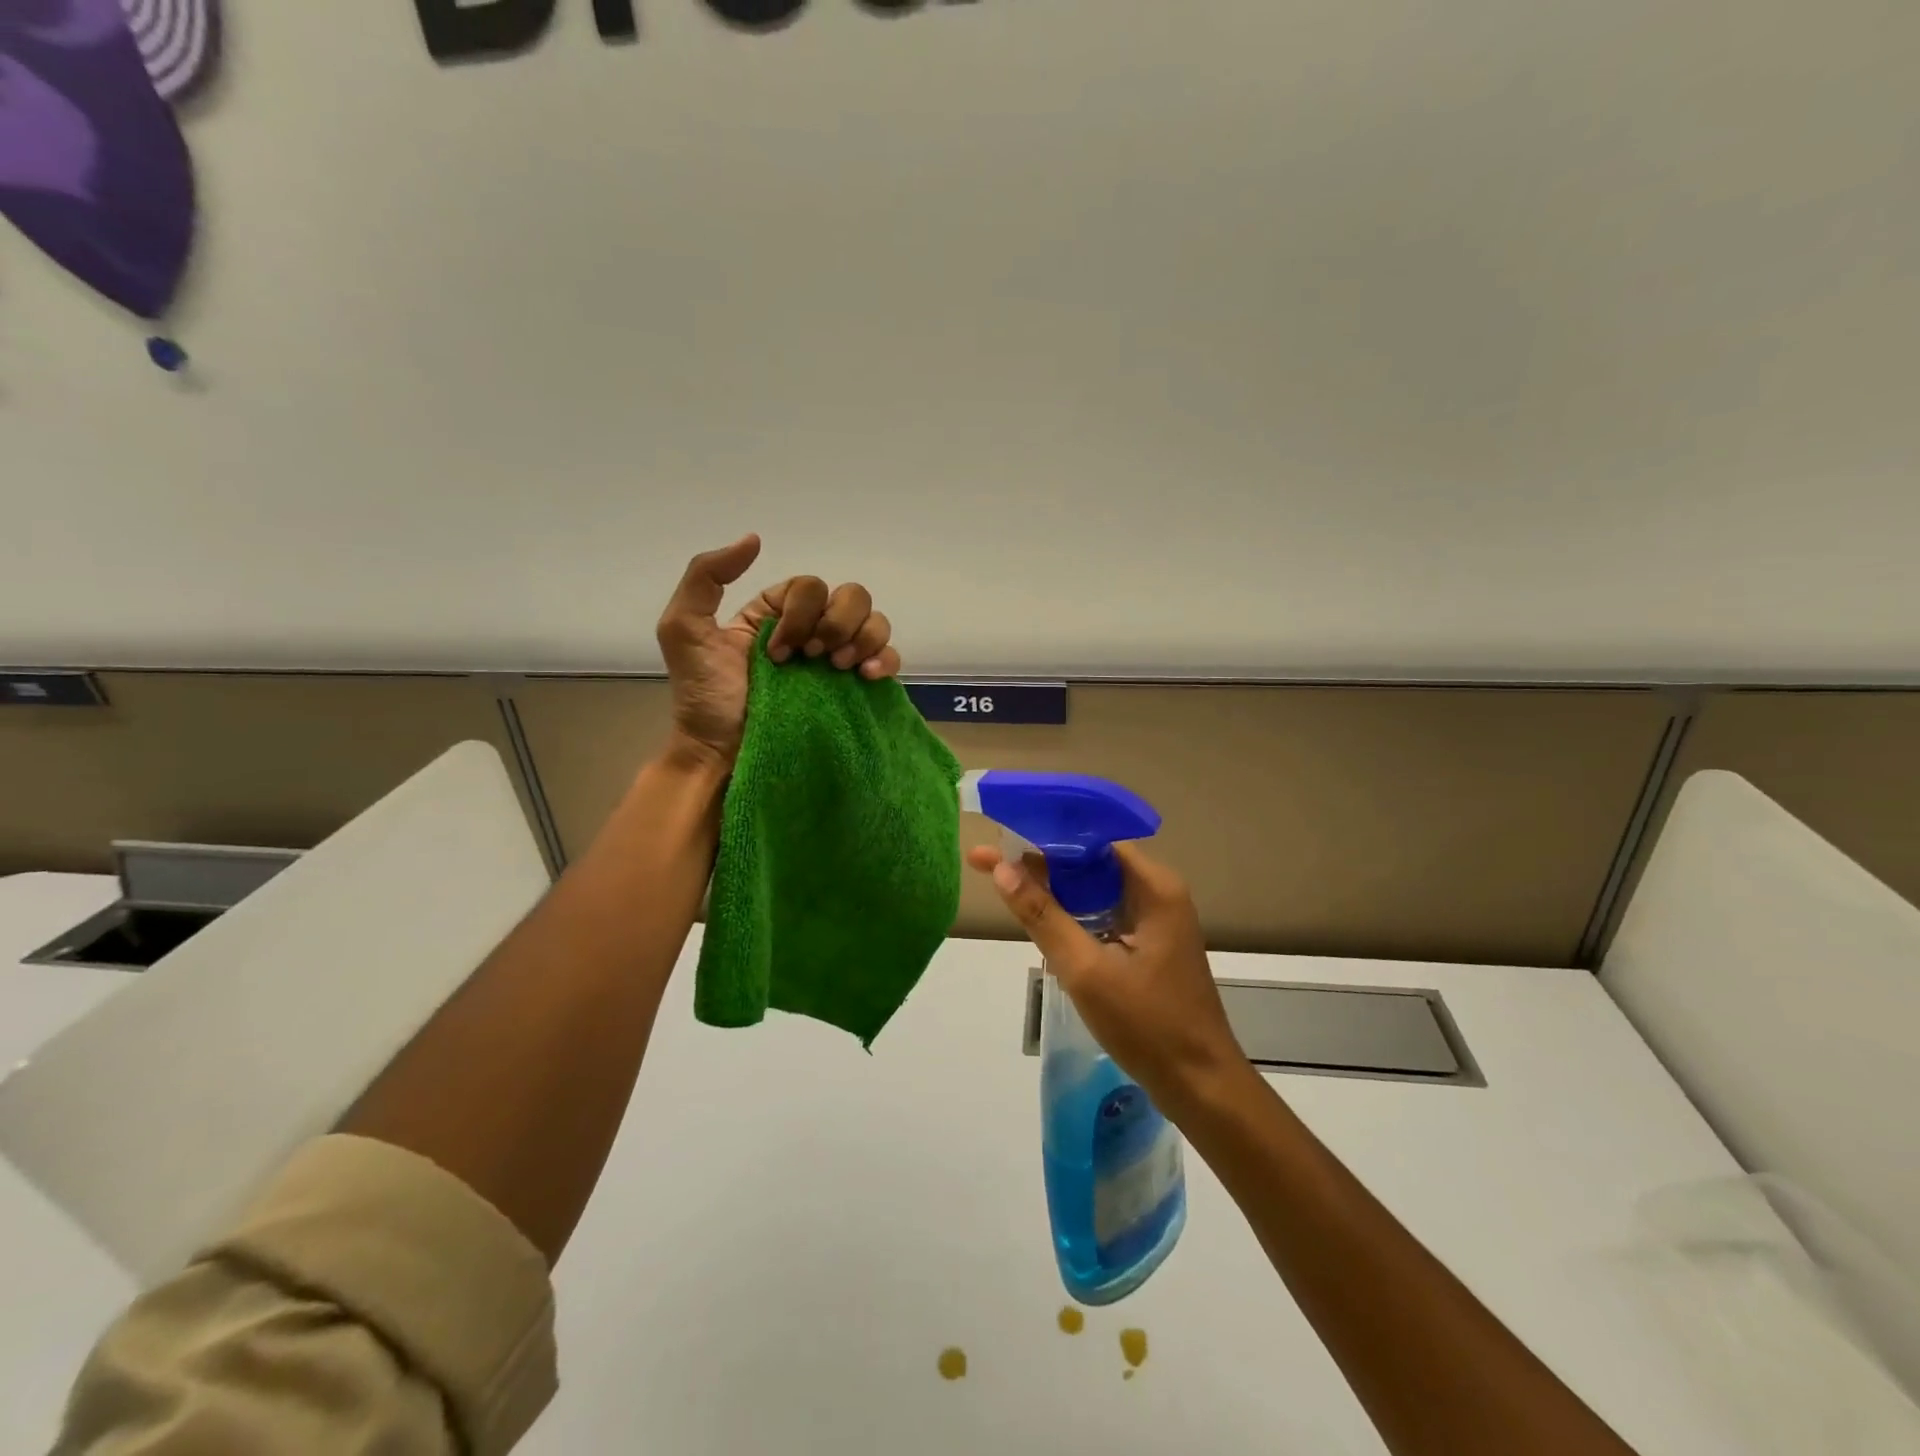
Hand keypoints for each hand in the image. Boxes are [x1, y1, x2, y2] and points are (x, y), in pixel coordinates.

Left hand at [656, 535, 902, 767]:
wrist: (723, 754)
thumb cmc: (705, 696)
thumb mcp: (684, 628)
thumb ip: (707, 576)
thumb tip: (755, 539)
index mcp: (778, 613)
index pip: (811, 586)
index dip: (802, 612)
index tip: (779, 651)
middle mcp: (813, 630)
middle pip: (852, 596)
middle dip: (837, 623)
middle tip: (814, 658)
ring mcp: (837, 660)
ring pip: (875, 622)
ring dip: (862, 639)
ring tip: (838, 670)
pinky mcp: (855, 689)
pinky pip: (889, 658)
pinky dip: (885, 660)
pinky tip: (867, 676)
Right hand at [966, 841, 1247, 1116]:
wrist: (1200, 1087)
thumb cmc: (1148, 1025)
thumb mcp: (1086, 970)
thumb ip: (1043, 916)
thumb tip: (1001, 868)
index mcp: (1154, 887)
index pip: (1093, 841)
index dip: (1046, 836)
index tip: (1002, 835)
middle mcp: (1157, 893)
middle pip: (1092, 862)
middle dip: (1042, 861)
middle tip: (989, 860)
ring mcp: (1155, 919)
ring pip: (1095, 889)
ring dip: (1054, 888)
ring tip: (1003, 881)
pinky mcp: (1147, 944)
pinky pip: (1102, 913)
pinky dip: (1071, 913)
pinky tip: (1039, 917)